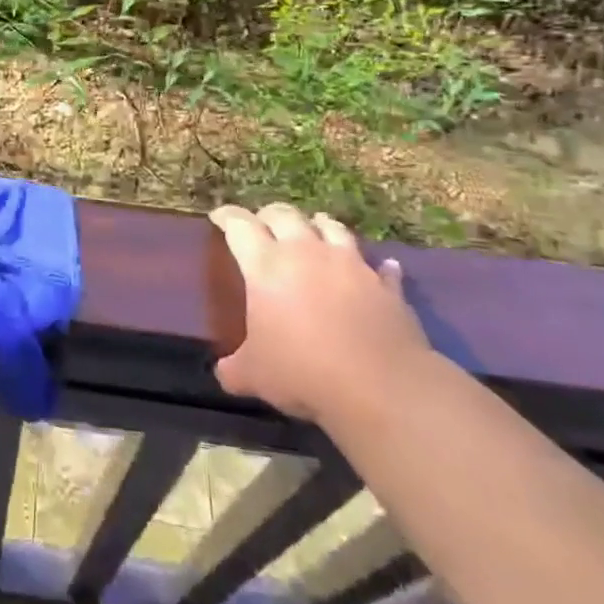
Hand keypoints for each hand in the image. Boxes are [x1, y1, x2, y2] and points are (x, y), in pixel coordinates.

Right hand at [210, 204, 429, 422]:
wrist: (380, 388)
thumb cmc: (302, 371)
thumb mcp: (253, 375)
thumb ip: (234, 367)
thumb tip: (224, 372)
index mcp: (265, 265)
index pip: (239, 225)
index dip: (226, 217)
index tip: (218, 216)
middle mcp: (306, 253)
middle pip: (284, 215)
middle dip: (269, 215)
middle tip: (262, 223)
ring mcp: (350, 265)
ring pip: (331, 228)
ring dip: (318, 225)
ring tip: (314, 228)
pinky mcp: (385, 286)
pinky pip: (380, 267)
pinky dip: (375, 265)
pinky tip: (380, 267)